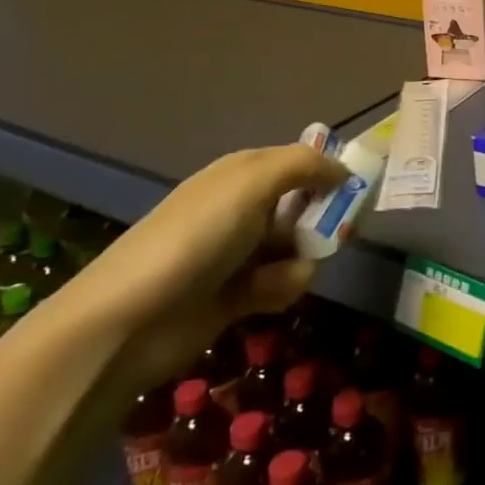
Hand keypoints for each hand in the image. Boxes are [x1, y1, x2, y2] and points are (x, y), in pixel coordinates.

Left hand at [42, 146, 345, 391]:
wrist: (130, 320)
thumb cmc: (196, 238)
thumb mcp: (252, 183)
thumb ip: (304, 165)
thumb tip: (343, 170)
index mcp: (244, 174)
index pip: (302, 164)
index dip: (330, 176)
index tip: (354, 194)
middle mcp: (245, 208)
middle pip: (308, 208)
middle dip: (322, 224)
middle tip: (330, 237)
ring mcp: (240, 252)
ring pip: (301, 249)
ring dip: (299, 263)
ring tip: (277, 277)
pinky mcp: (239, 294)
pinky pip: (282, 284)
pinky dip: (280, 290)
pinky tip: (260, 299)